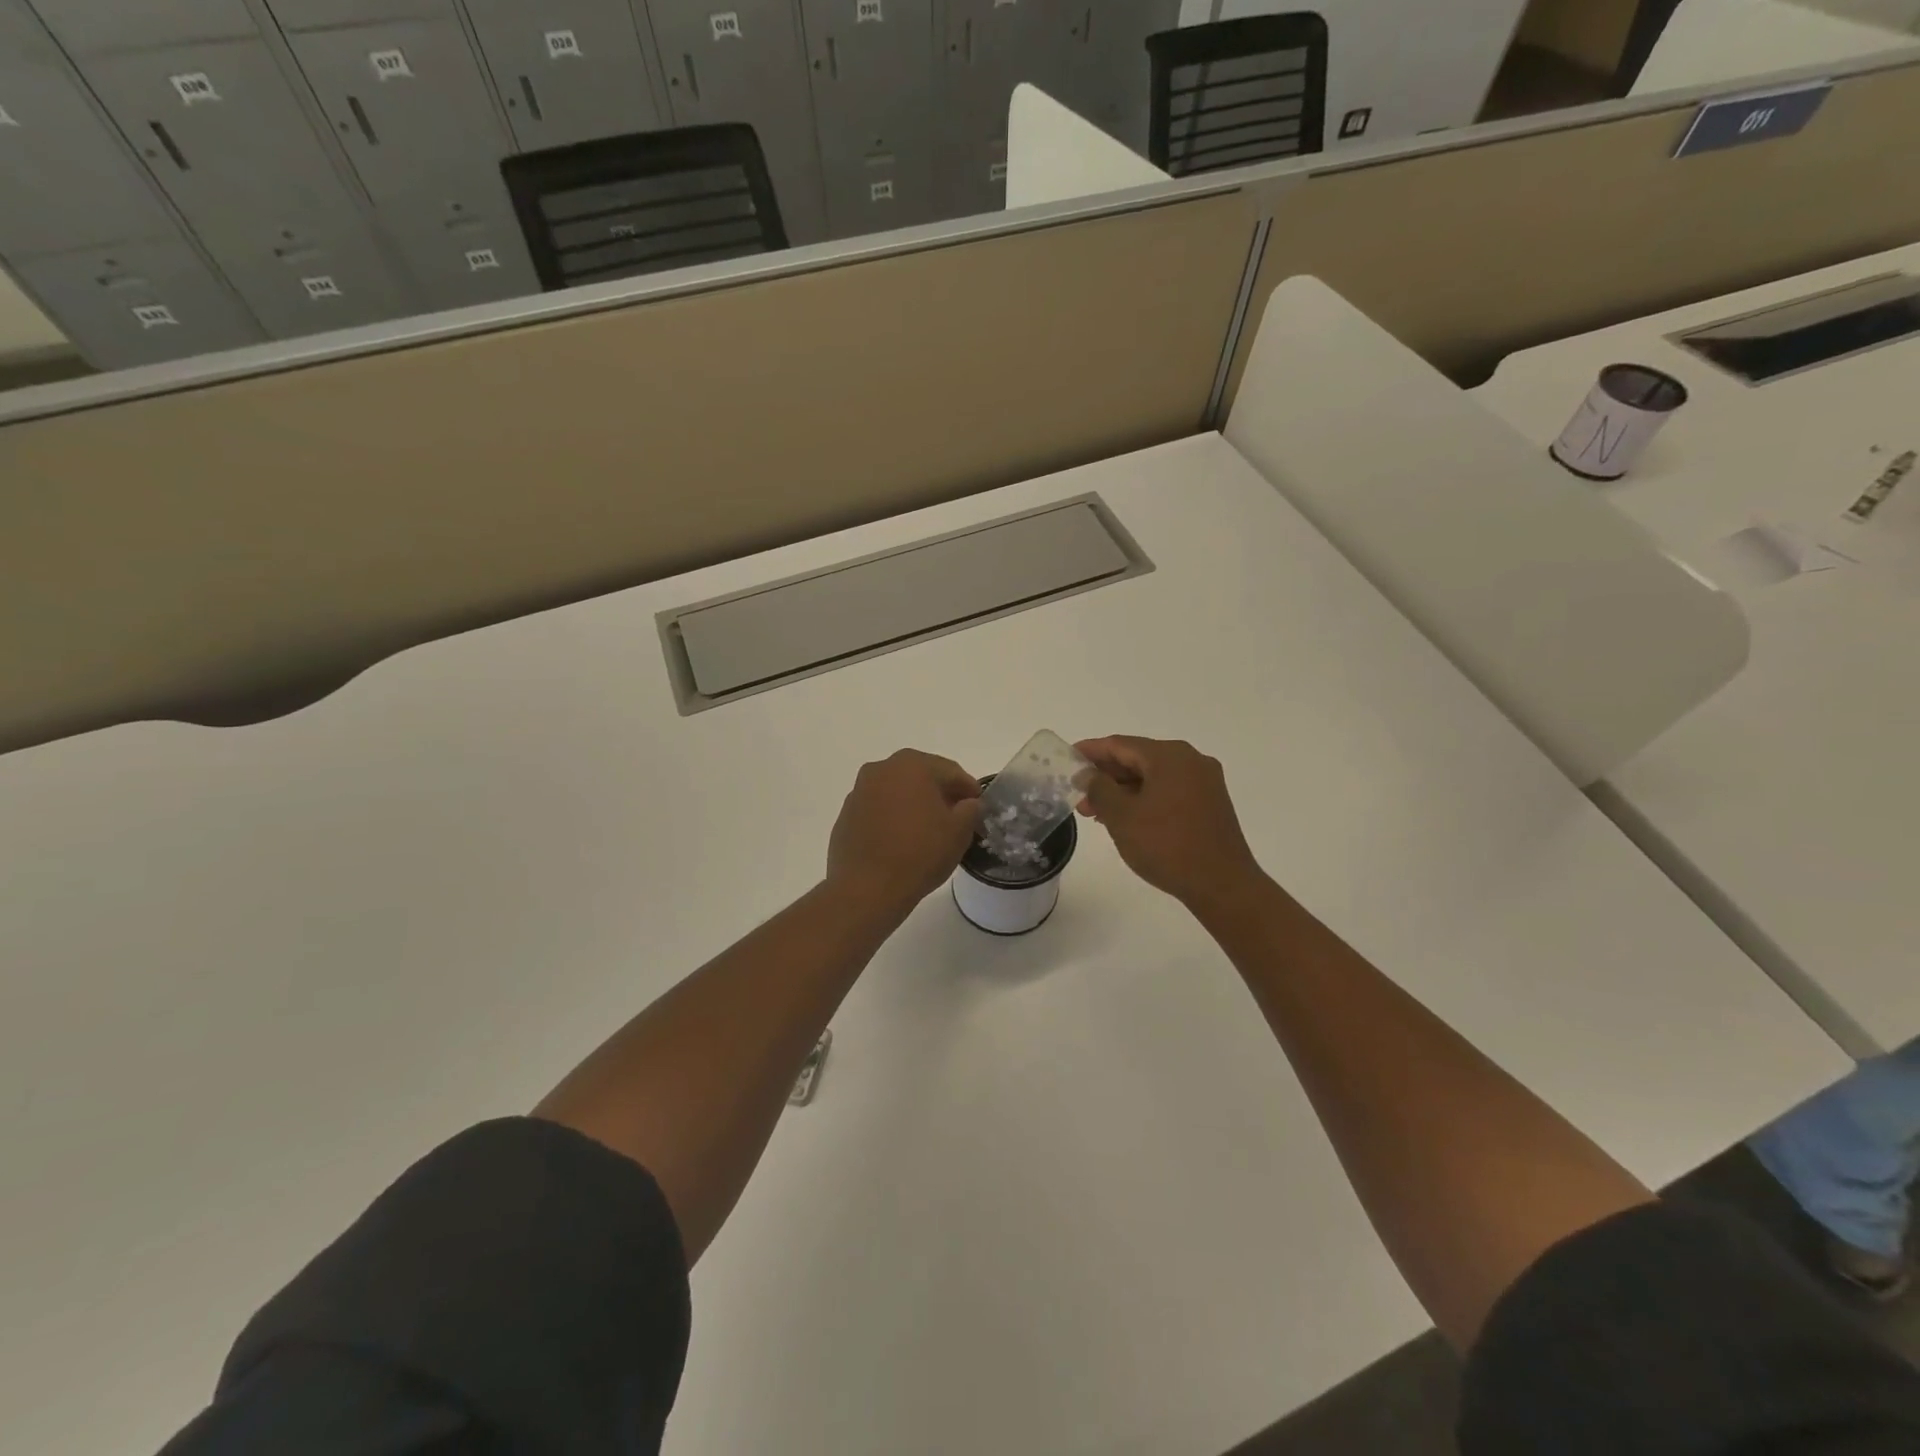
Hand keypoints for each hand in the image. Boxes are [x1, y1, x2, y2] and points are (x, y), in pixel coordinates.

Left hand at [827, 749, 981, 909]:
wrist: (866, 888)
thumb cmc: (919, 854)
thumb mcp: (959, 831)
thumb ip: (970, 809)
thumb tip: (967, 803)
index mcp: (912, 765)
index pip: (950, 771)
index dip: (969, 789)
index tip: (978, 806)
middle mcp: (881, 769)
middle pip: (921, 776)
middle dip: (940, 793)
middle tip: (956, 816)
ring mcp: (859, 791)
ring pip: (897, 791)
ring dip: (914, 804)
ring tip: (928, 830)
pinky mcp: (846, 815)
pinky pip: (878, 809)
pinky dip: (892, 818)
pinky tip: (901, 840)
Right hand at [1075, 736, 1264, 907]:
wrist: (1221, 885)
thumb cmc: (1166, 845)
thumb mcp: (1122, 816)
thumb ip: (1099, 788)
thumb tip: (1087, 773)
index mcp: (1169, 756)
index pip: (1120, 744)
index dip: (1090, 751)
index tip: (1067, 758)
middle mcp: (1190, 760)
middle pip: (1138, 758)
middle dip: (1105, 776)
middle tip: (1078, 795)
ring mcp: (1204, 782)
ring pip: (1153, 777)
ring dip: (1123, 791)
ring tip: (1095, 813)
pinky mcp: (1210, 803)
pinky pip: (1169, 791)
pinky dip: (1144, 799)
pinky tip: (1126, 818)